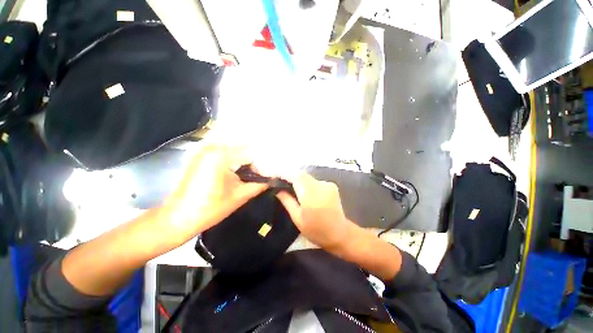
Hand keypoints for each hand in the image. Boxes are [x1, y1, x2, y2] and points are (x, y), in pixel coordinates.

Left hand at [160, 145, 267, 244]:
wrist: (178, 218)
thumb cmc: (210, 209)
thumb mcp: (240, 195)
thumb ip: (260, 184)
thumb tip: (274, 178)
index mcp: (222, 155)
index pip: (252, 150)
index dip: (264, 161)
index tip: (272, 170)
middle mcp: (213, 146)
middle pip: (244, 147)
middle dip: (256, 159)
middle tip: (266, 170)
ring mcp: (206, 149)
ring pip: (236, 149)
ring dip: (246, 159)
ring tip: (256, 170)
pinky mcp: (202, 155)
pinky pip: (226, 152)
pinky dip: (236, 159)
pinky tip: (242, 169)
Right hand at [276, 173, 358, 254]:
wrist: (340, 234)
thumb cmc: (316, 230)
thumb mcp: (297, 218)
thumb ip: (287, 201)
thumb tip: (277, 189)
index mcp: (311, 195)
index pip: (296, 177)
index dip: (284, 174)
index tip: (275, 176)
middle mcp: (321, 186)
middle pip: (302, 174)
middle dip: (290, 176)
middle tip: (281, 183)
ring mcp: (327, 184)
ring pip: (308, 177)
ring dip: (298, 180)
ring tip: (291, 187)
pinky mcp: (332, 185)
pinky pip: (314, 181)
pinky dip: (307, 183)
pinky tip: (304, 191)